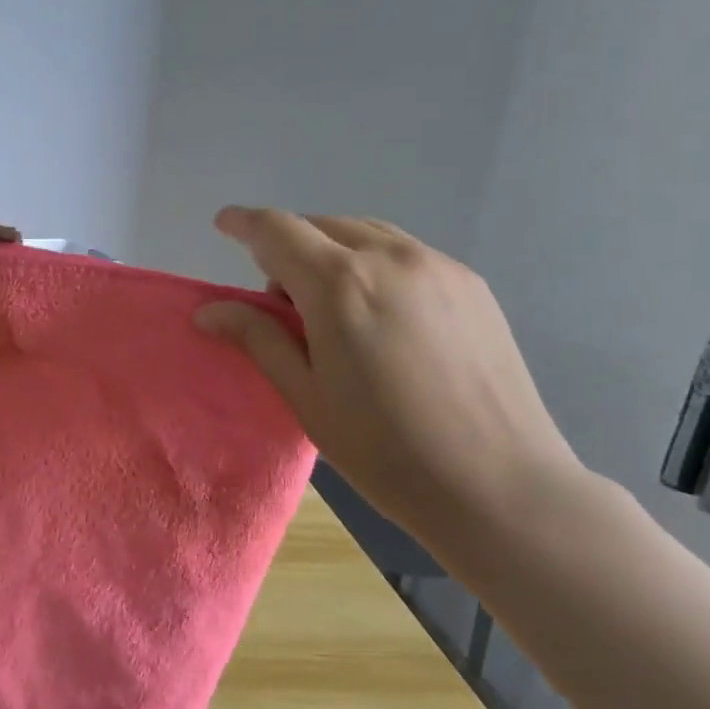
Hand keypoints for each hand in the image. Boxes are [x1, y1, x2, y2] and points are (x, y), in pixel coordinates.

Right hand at [194, 208, 581, 553]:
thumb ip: (259, 339)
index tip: (224, 224)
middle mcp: (391, 259)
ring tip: (330, 307)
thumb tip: (209, 311)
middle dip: (289, 247)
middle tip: (280, 301)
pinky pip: (405, 253)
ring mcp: (439, 267)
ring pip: (366, 234)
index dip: (245, 223)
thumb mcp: (307, 397)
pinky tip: (379, 315)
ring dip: (332, 251)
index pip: (278, 230)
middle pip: (322, 226)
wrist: (500, 486)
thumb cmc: (386, 450)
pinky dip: (374, 264)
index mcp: (341, 285)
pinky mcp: (472, 284)